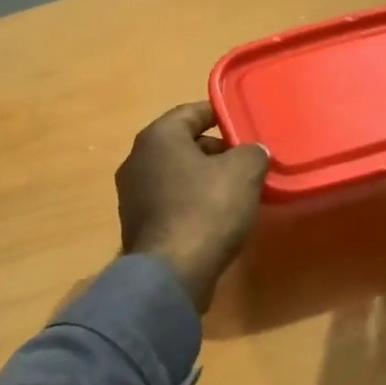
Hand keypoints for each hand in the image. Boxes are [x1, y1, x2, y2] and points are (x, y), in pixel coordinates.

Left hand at [117, 102, 270, 311]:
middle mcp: (137, 161)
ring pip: (176, 176)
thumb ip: (252, 153)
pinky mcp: (138, 226)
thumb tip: (253, 153)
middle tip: (246, 161)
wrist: (172, 272)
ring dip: (204, 179)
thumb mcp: (244, 172)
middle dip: (215, 151)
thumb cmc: (206, 210)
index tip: (241, 122)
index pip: (190, 112)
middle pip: (182, 145)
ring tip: (237, 190)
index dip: (218, 114)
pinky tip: (216, 218)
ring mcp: (132, 196)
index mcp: (157, 138)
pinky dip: (192, 203)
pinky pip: (170, 203)